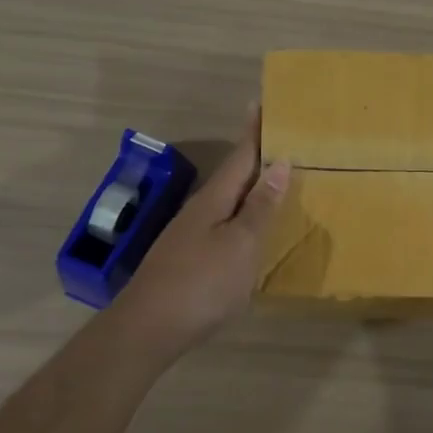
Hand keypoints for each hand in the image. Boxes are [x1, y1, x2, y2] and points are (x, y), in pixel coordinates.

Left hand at [111, 106, 288, 358]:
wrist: (148, 329)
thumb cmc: (202, 283)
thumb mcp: (241, 244)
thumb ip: (260, 206)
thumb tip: (279, 163)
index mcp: (215, 198)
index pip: (241, 155)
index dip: (254, 131)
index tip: (262, 103)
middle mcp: (201, 209)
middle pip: (234, 176)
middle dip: (256, 158)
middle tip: (285, 144)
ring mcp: (191, 235)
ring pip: (228, 202)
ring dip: (251, 189)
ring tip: (277, 183)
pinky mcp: (189, 259)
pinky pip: (224, 225)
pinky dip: (243, 218)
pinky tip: (252, 231)